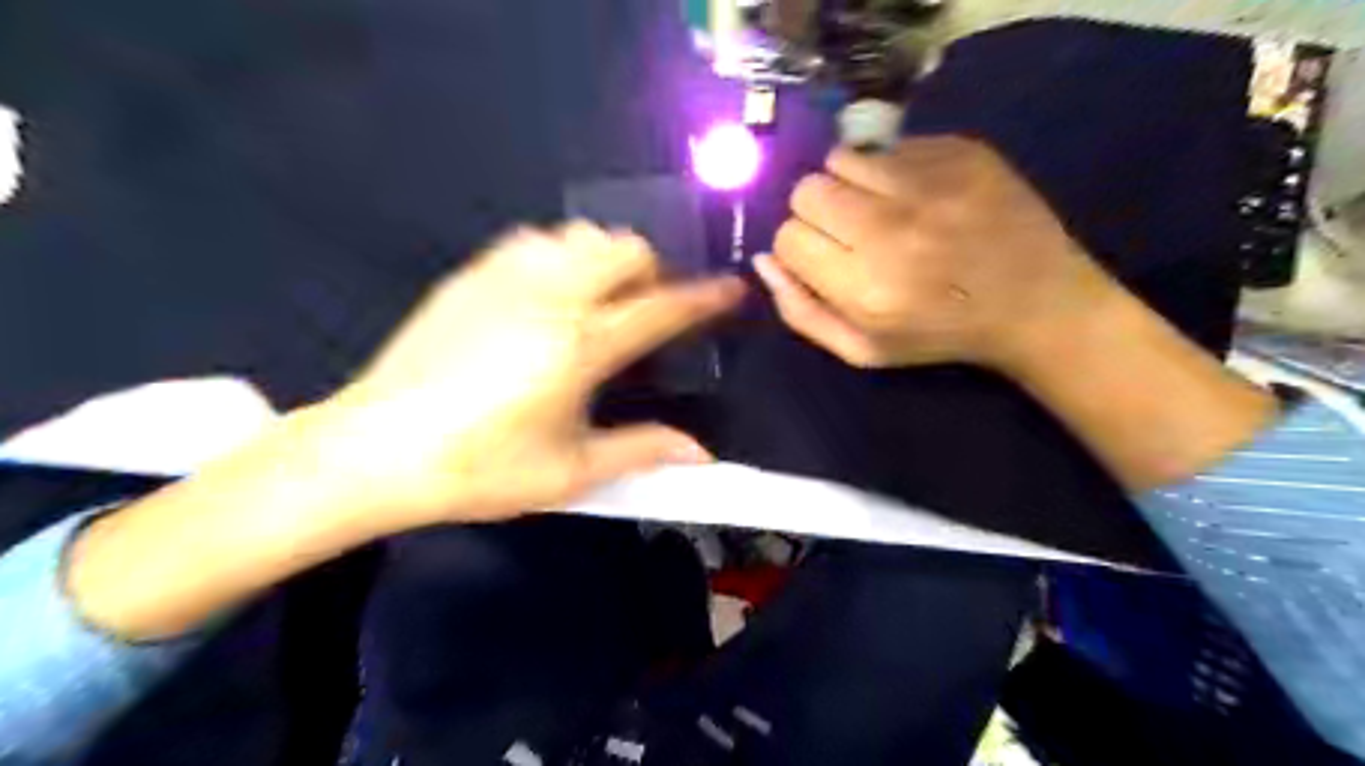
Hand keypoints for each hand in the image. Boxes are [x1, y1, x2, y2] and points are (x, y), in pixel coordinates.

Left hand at [69, 222, 745, 641]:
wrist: (374, 451)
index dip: (704, 297)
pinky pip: (533, 240)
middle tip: (644, 312)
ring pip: (580, 234)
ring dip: (605, 259)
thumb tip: (701, 455)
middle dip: (651, 272)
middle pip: (624, 249)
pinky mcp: (470, 276)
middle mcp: (551, 296)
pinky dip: (559, 255)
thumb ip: (642, 451)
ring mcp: (506, 278)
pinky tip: (546, 295)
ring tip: (597, 302)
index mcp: (581, 345)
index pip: (662, 308)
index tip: (731, 288)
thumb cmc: (481, 469)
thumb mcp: (571, 470)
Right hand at [756, 138, 1120, 375]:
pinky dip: (888, 169)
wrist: (1035, 302)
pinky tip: (915, 195)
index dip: (798, 249)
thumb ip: (801, 312)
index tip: (823, 258)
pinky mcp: (959, 150)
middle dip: (816, 213)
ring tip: (878, 208)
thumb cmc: (939, 334)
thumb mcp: (863, 351)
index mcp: (865, 287)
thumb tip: (763, 261)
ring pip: (841, 159)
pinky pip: (889, 145)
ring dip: (847, 184)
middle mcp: (890, 228)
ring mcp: (928, 182)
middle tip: (848, 231)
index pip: (787, 238)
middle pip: (807, 191)